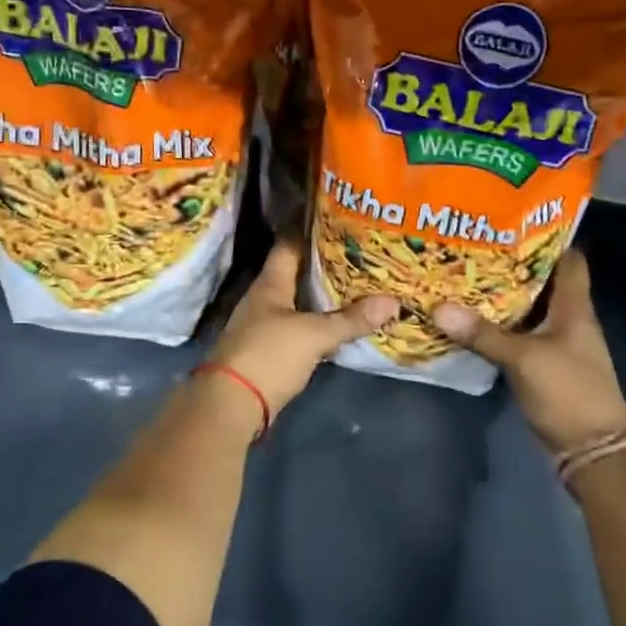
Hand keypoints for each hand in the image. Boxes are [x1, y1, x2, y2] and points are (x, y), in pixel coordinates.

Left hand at [210, 241, 396, 415]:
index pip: (289, 245)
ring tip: (358, 284)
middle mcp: (265, 299)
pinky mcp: (270, 351)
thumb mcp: (314, 334)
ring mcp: (265, 326)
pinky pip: (300, 327)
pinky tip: (340, 322)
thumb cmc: (268, 355)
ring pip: (299, 301)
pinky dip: (319, 322)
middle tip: (361, 253)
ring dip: (323, 295)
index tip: (339, 220)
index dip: (311, 231)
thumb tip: (393, 301)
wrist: (231, 405)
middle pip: (296, 273)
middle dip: (325, 264)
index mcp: (270, 284)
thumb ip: (351, 319)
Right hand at [434, 249, 625, 453]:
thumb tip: (439, 308)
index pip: (568, 259)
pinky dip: (499, 324)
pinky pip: (519, 334)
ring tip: (465, 274)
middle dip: (511, 263)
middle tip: (473, 245)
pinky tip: (471, 318)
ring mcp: (557, 342)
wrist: (592, 449)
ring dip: (502, 295)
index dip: (546, 237)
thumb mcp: (523, 359)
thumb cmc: (568, 392)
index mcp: (574, 307)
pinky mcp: (544, 364)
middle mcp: (568, 318)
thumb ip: (483, 334)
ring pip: (528, 308)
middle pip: (542, 281)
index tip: (511, 220)